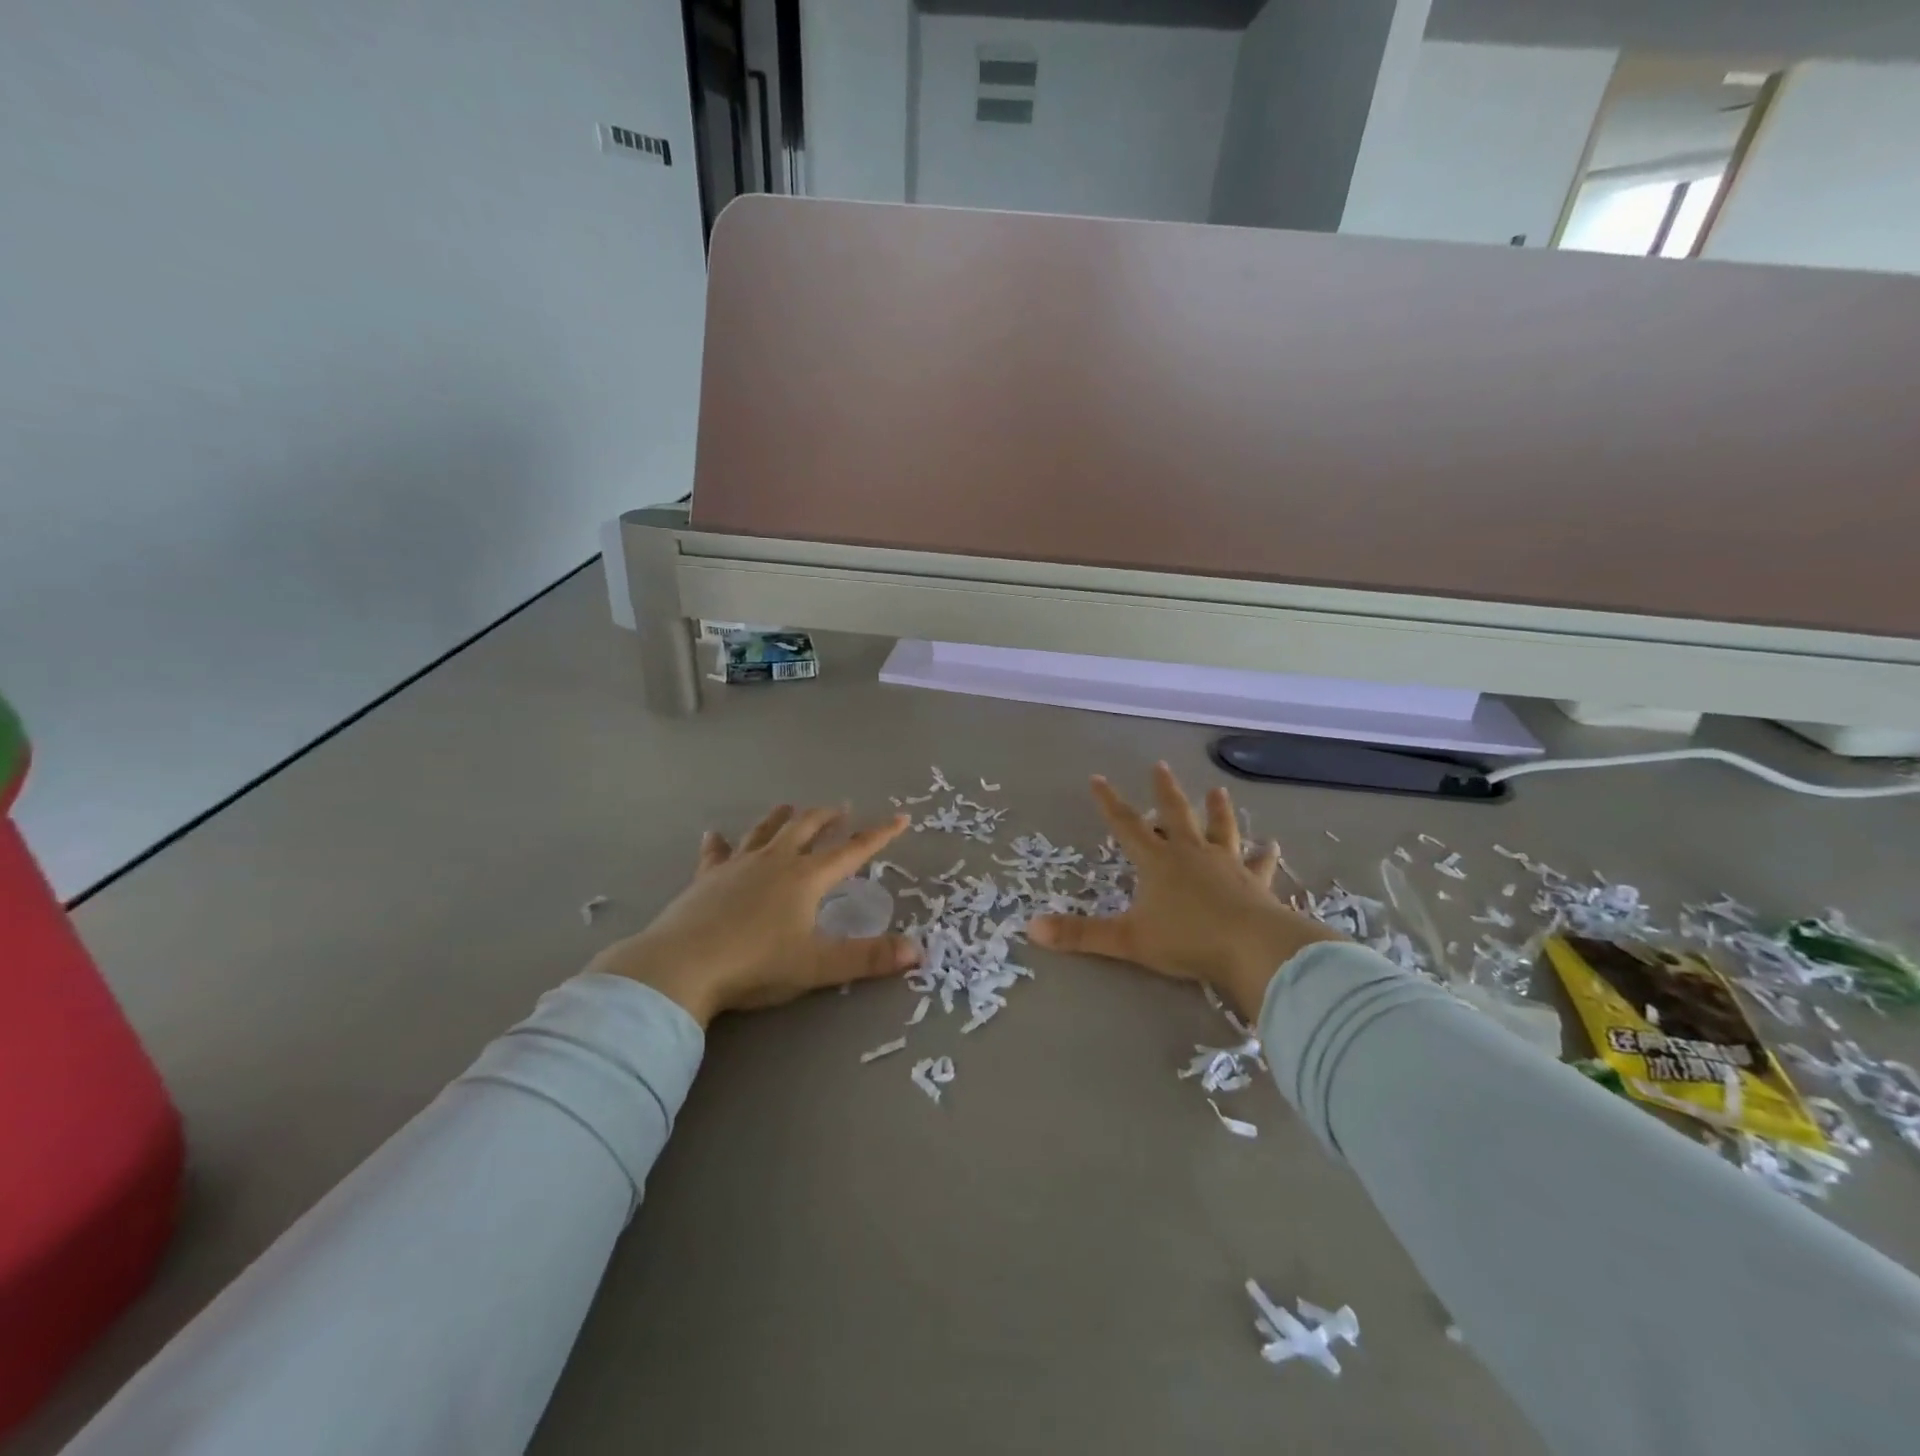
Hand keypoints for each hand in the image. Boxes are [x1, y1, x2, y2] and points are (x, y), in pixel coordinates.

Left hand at [588, 805, 918, 1026]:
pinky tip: (715, 835)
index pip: (852, 851)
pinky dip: (719, 843)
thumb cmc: (756, 964)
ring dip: (781, 817)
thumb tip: (919, 951)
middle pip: (806, 828)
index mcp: (806, 878)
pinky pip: (716, 853)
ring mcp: (738, 866)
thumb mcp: (818, 965)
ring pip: (764, 831)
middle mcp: (775, 862)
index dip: (879, 835)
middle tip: (841, 808)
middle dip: (827, 817)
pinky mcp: (706, 878)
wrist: (682, 966)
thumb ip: (868, 958)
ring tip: (790, 806)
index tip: (900, 818)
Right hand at [1029, 762, 1344, 1019]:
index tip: (1098, 778)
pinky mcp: (1255, 883)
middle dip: (1164, 791)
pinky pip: (1259, 864)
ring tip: (1218, 791)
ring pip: (1220, 829)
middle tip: (1160, 766)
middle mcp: (1191, 853)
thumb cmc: (1186, 940)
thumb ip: (1080, 935)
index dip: (1109, 802)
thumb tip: (1030, 928)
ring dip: (1217, 810)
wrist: (1252, 948)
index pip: (1126, 824)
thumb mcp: (1127, 939)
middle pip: (1175, 814)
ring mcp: (1226, 865)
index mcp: (1158, 861)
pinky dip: (1264, 855)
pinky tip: (1272, 846)